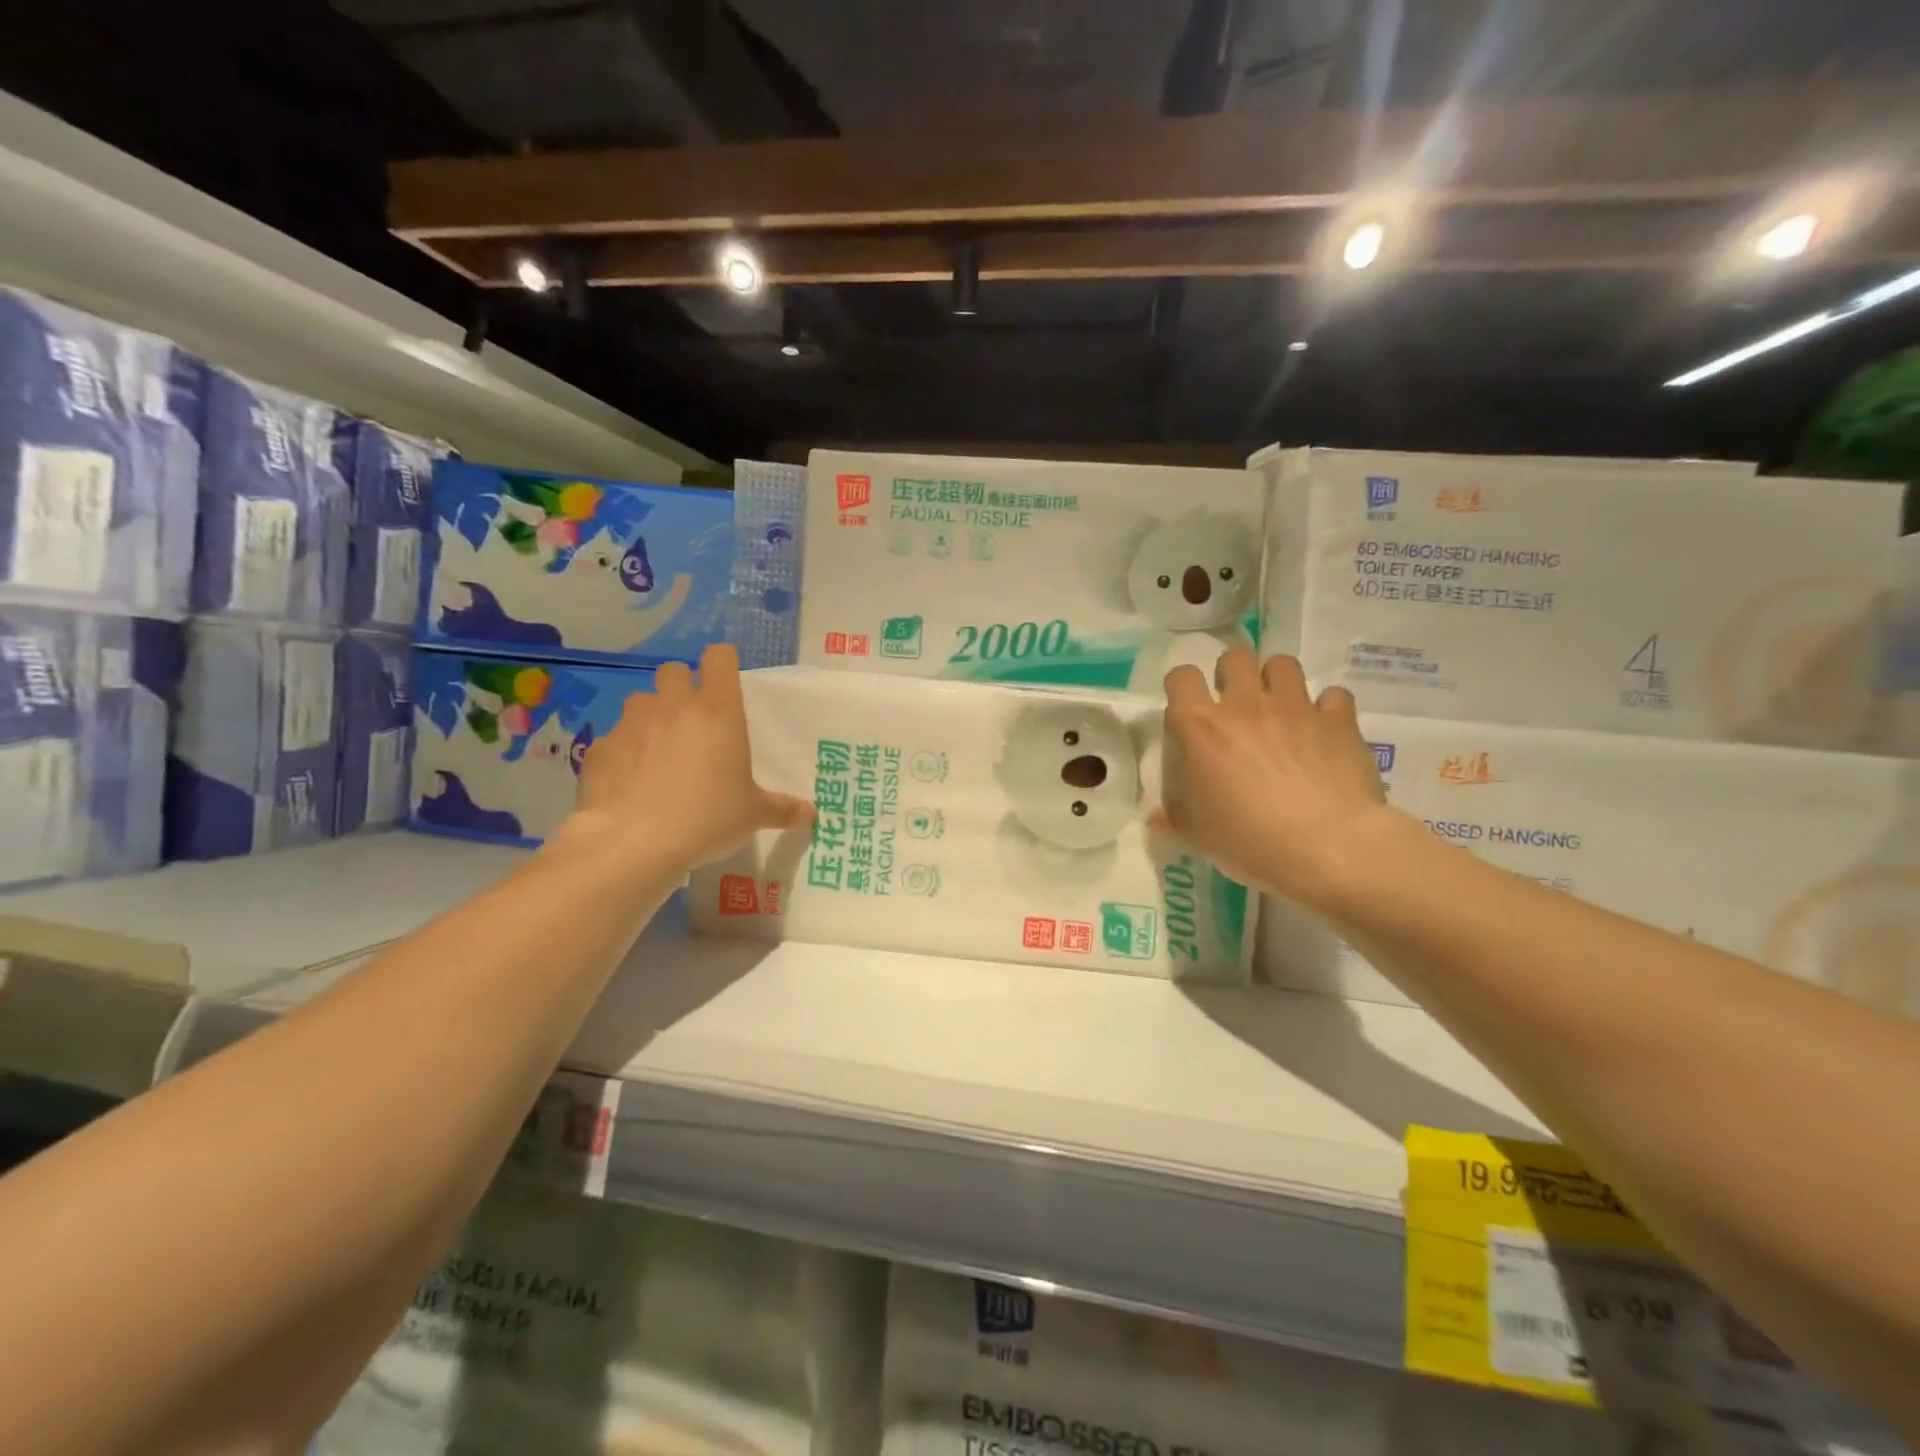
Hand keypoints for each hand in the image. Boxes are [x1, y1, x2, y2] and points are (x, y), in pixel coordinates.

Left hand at [564, 644, 811, 873]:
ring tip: (658, 751)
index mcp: (718, 712)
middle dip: (682, 688)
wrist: (633, 843)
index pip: (720, 658)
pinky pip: (614, 738)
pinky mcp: (600, 747)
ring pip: (641, 701)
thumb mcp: (753, 816)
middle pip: (674, 671)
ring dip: (651, 717)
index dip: (723, 663)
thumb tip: (811, 814)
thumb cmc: (707, 818)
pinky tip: (630, 781)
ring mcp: (632, 723)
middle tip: (692, 722)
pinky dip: (623, 751)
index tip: (726, 684)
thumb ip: (782, 808)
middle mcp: (674, 706)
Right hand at [1151, 649, 1405, 906]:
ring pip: (1282, 664)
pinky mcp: (1338, 720)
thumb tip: (1155, 818)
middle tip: (1235, 705)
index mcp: (1201, 727)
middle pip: (1234, 657)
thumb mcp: (1199, 836)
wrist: (1328, 848)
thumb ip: (1175, 818)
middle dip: (1232, 674)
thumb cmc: (1249, 841)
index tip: (1186, 707)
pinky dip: (1326, 708)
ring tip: (1279, 708)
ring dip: (1277, 681)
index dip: (1181, 686)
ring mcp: (1295, 707)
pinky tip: (1324, 730)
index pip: (1181, 677)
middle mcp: (1245, 705)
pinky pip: (1332, 696)